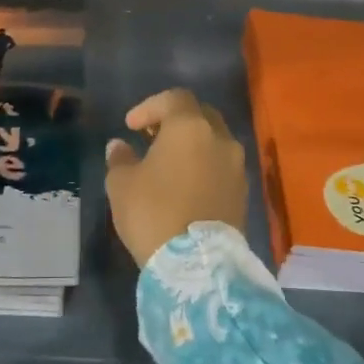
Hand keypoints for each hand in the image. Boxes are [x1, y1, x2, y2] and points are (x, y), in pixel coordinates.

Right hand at [104, 88, 248, 267]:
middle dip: (176, 121)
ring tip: (168, 163)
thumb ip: (120, 159)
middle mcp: (220, 139)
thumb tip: (120, 146)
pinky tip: (186, 185)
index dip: (150, 107)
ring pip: (215, 141)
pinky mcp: (244, 192)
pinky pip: (222, 166)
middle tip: (152, 136)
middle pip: (200, 115)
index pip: (174, 98)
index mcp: (190, 127)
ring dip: (193, 144)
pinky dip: (205, 166)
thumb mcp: (122, 184)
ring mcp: (236, 166)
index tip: (131, 126)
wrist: (197, 264)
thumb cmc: (153, 213)